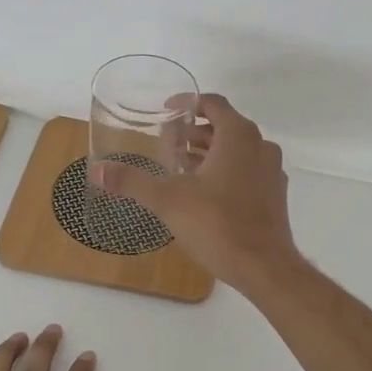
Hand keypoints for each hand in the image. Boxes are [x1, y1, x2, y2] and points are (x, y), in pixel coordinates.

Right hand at [90, 94, 300, 291]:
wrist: (263, 267)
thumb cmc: (217, 224)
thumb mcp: (167, 200)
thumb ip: (132, 182)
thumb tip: (97, 170)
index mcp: (239, 136)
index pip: (213, 103)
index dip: (188, 103)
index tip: (166, 112)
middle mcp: (260, 146)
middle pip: (225, 126)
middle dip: (195, 132)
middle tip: (167, 143)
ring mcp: (271, 172)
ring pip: (238, 150)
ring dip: (210, 152)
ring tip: (180, 166)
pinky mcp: (275, 195)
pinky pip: (248, 171)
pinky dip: (226, 171)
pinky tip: (204, 192)